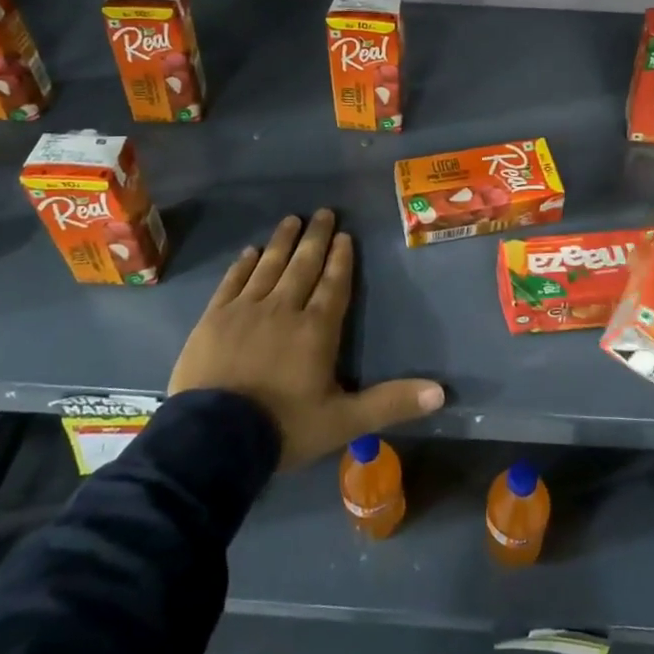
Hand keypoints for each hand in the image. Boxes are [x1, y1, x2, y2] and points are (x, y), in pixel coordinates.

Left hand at [168, 210, 444, 468]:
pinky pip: (232, 282)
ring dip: (282, 242)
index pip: (333, 285)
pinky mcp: (214, 319)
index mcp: (316, 330)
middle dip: (315, 238)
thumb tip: (440, 393)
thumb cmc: (283, 428)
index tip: (345, 235)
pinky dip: (243, 265)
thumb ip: (390, 403)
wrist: (212, 440)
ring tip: (291, 220)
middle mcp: (283, 309)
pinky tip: (249, 252)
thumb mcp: (343, 422)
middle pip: (303, 265)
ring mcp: (245, 311)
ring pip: (268, 266)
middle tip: (323, 212)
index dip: (341, 259)